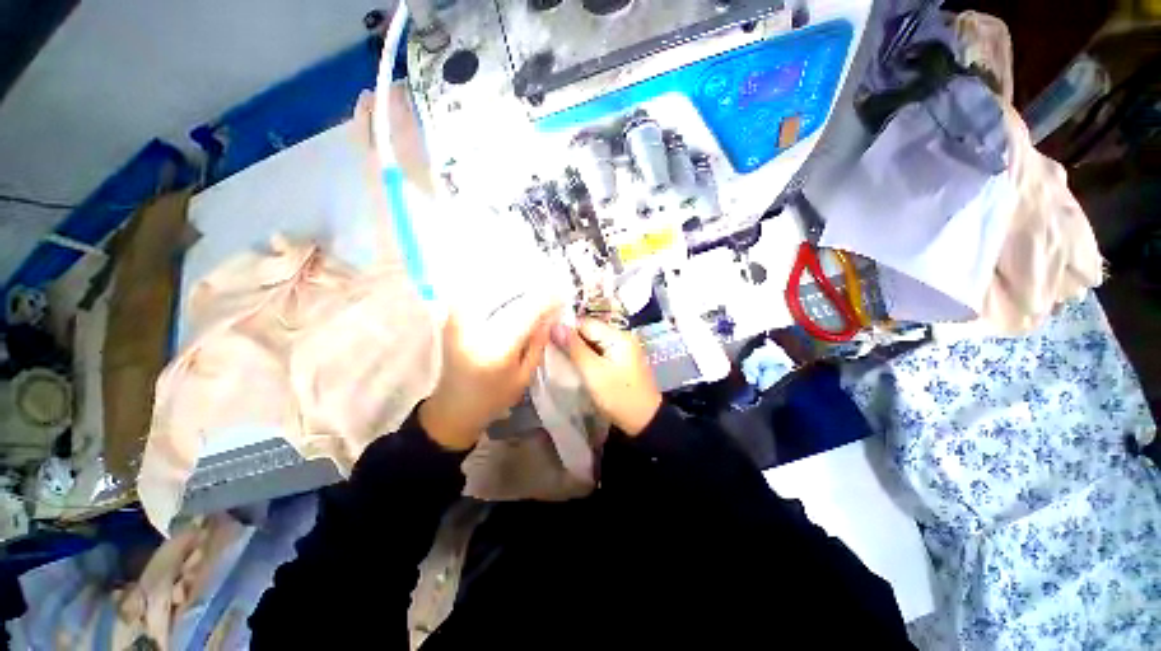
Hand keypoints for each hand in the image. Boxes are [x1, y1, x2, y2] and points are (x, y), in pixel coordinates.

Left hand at [420, 300, 556, 450]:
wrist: (454, 405)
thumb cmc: (493, 398)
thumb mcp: (524, 376)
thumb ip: (537, 344)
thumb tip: (549, 316)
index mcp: (497, 349)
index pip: (526, 312)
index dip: (546, 300)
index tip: (561, 295)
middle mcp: (475, 329)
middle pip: (509, 295)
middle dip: (532, 290)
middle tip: (549, 290)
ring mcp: (458, 320)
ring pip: (491, 288)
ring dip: (514, 286)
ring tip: (531, 289)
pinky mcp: (451, 316)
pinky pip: (477, 293)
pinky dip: (497, 290)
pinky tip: (510, 295)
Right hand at [552, 319, 661, 436]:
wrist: (645, 421)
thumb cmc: (619, 396)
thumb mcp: (593, 373)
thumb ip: (574, 348)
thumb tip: (554, 325)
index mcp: (618, 336)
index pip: (586, 323)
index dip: (566, 331)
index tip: (549, 342)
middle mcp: (622, 337)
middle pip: (590, 331)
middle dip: (572, 341)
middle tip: (554, 353)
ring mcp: (623, 349)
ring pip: (593, 342)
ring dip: (578, 350)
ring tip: (563, 360)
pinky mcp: (621, 360)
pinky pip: (600, 352)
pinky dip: (588, 357)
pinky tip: (578, 366)